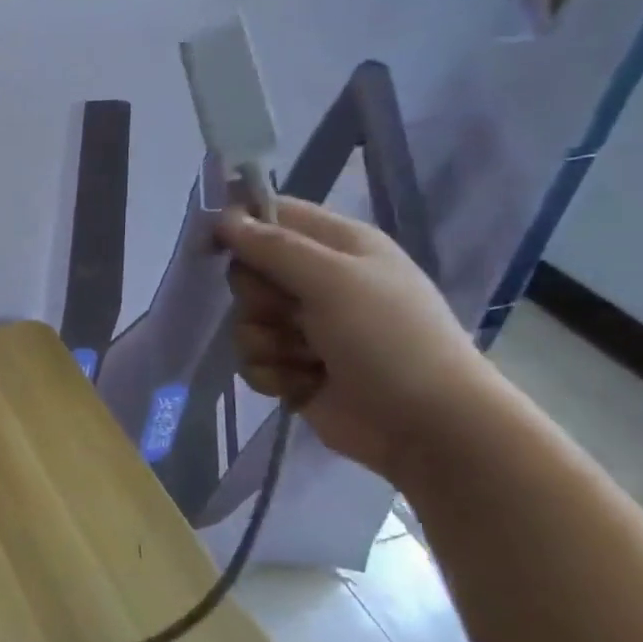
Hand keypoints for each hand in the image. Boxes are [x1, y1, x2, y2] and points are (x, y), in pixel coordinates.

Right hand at [216, 198, 499, 484]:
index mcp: (339, 246)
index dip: (241, 226)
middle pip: (249, 273)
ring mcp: (305, 328)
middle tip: (290, 313)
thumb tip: (223, 218)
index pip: (274, 215)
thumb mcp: (333, 280)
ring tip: (305, 358)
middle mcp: (320, 281)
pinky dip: (272, 373)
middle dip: (257, 298)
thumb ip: (274, 247)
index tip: (216, 245)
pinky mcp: (292, 367)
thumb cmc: (388, 339)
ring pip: (245, 321)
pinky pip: (252, 359)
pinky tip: (303, 383)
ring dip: (266, 342)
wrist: (425, 425)